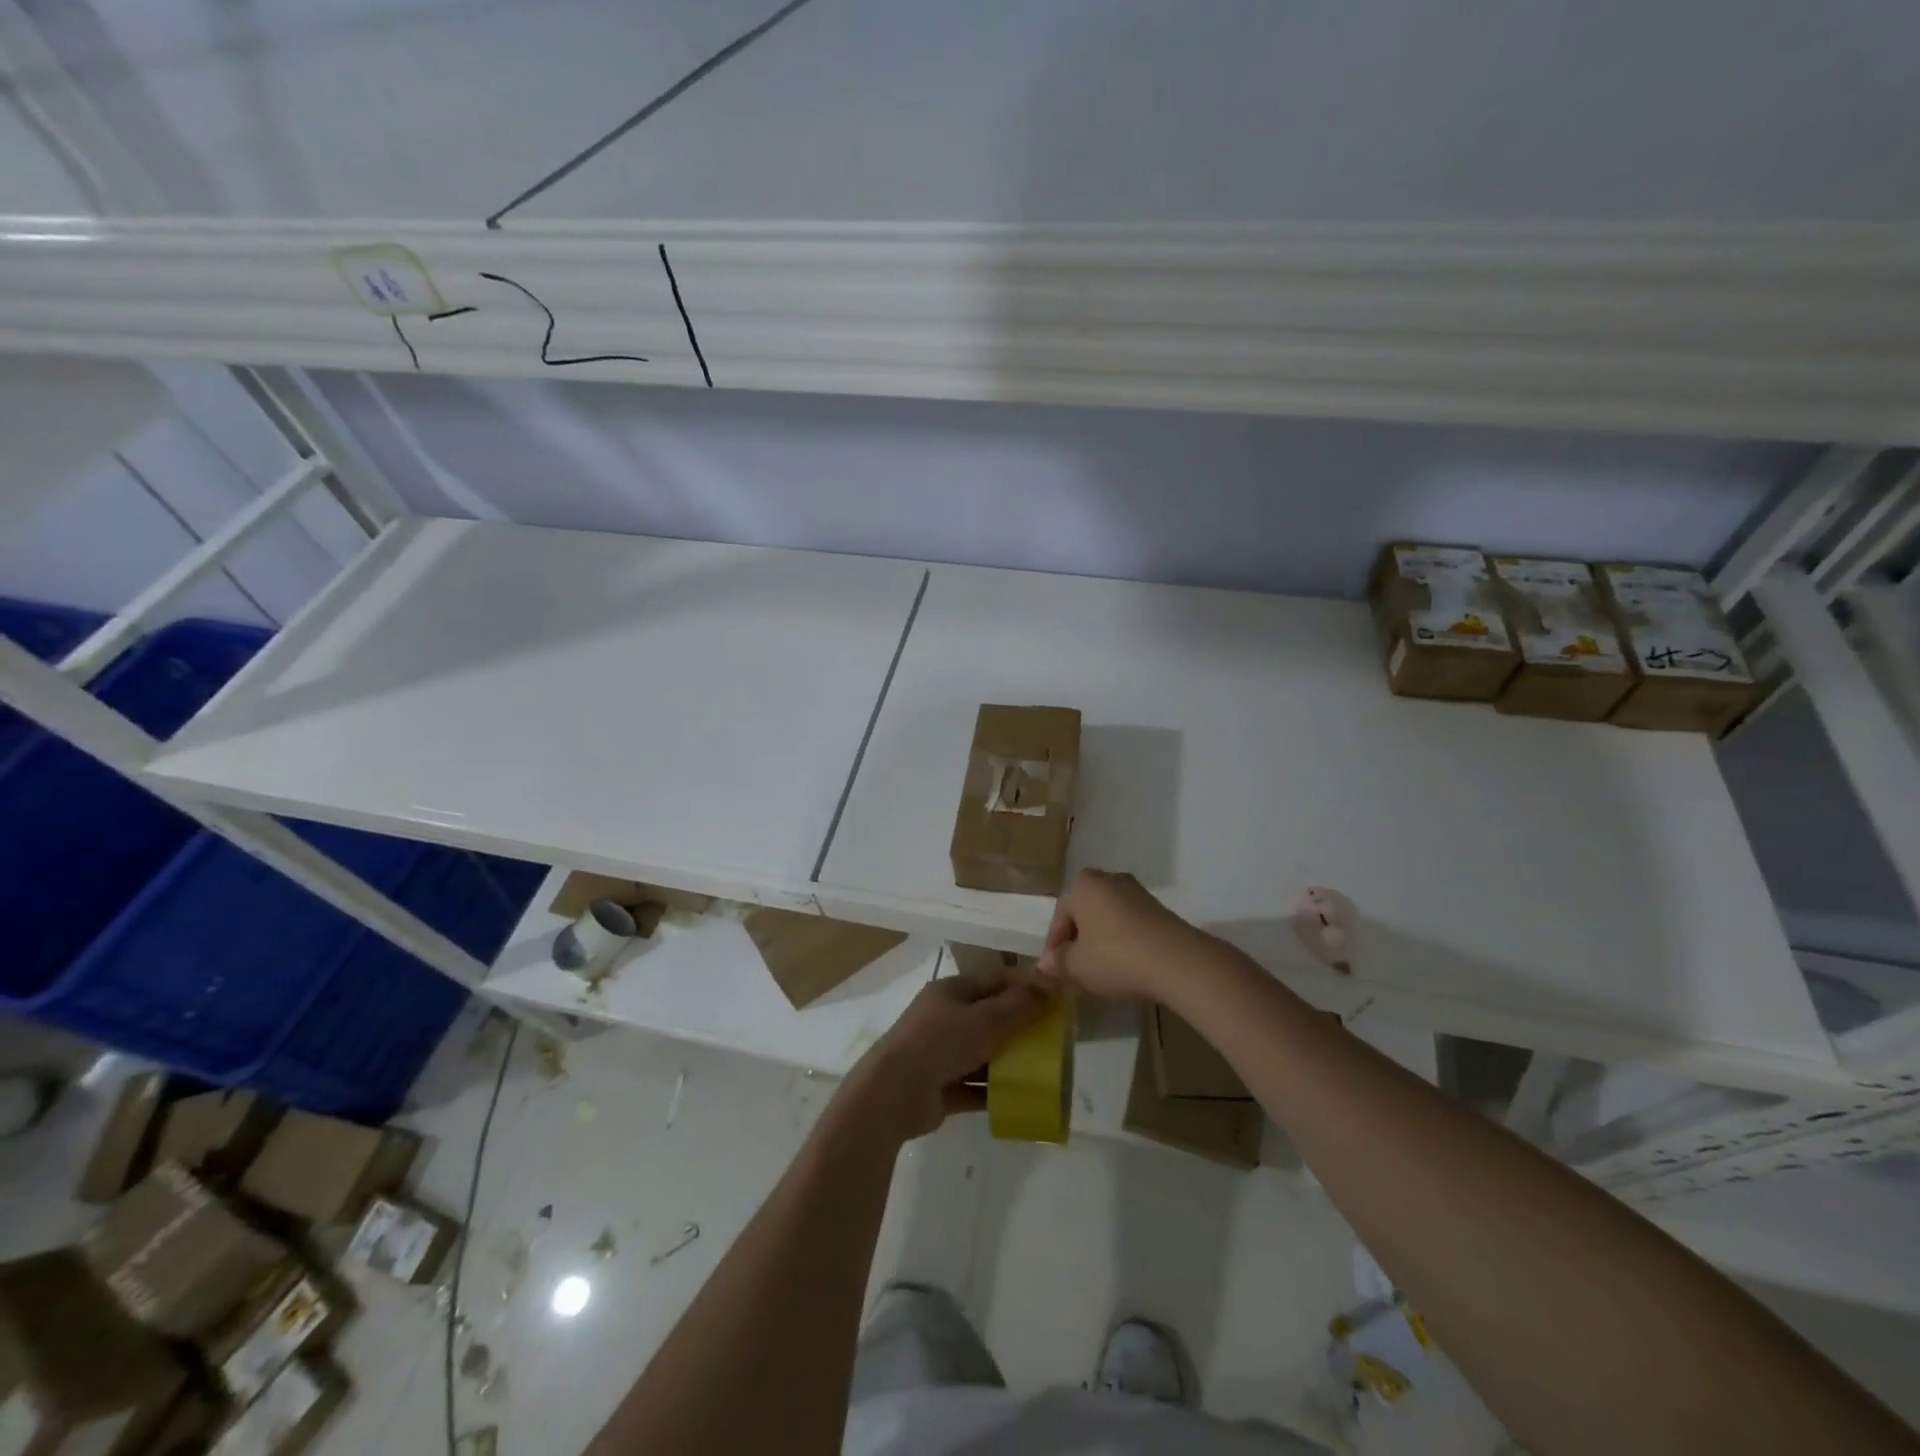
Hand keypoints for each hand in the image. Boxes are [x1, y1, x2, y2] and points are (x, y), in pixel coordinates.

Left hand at [839, 968, 1054, 1143]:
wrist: (894, 1093)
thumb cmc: (941, 1043)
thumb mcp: (986, 1019)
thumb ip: (1020, 1004)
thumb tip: (1053, 982)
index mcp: (951, 991)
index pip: (994, 980)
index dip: (1024, 985)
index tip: (1055, 998)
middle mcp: (945, 1018)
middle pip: (989, 1017)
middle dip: (1020, 1027)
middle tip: (1053, 1039)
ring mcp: (940, 1054)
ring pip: (983, 1053)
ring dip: (1008, 1062)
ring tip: (1043, 1072)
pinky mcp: (941, 1088)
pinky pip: (974, 1086)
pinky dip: (994, 1092)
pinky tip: (1020, 1099)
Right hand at [1036, 869, 1207, 1001]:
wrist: (1177, 961)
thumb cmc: (1115, 957)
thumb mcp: (1077, 966)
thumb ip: (1058, 963)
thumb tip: (1044, 964)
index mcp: (1083, 886)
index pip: (1060, 915)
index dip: (1054, 945)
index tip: (1055, 970)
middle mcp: (1108, 879)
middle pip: (1085, 912)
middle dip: (1078, 938)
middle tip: (1076, 967)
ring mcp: (1137, 891)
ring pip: (1108, 917)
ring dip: (1101, 939)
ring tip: (1100, 969)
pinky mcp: (1159, 908)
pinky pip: (1130, 923)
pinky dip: (1123, 940)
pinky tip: (1125, 964)